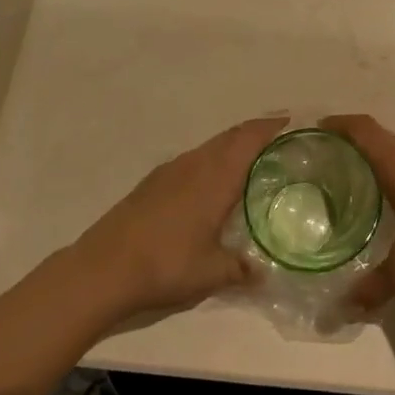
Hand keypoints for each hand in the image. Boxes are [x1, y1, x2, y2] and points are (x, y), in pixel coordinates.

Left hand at [69, 116, 285, 320]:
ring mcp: (170, 171)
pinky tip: (210, 185)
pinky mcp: (152, 183)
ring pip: (209, 147)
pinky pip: (192, 160)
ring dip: (232, 146)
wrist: (102, 269)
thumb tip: (263, 272)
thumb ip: (242, 269)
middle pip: (230, 136)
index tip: (293, 121)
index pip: (250, 138)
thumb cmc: (166, 264)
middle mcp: (195, 164)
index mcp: (216, 176)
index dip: (272, 127)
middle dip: (255, 132)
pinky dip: (211, 160)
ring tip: (250, 162)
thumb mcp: (212, 273)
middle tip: (279, 139)